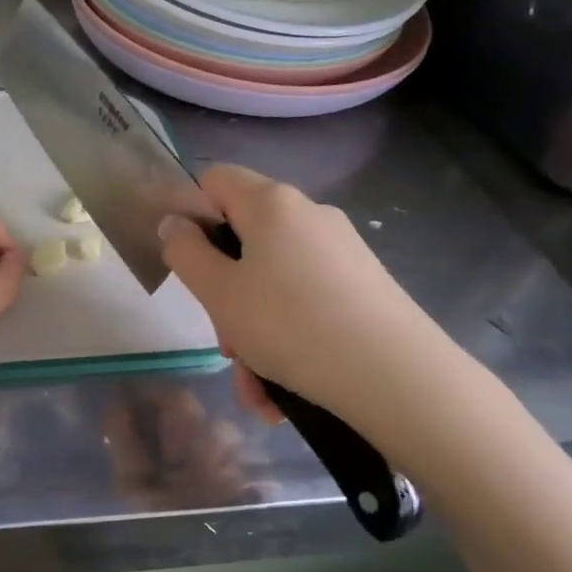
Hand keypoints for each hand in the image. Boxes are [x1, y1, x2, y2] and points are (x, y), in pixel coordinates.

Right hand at [158, 165, 464, 435]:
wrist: (397, 377)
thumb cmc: (291, 325)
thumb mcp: (218, 292)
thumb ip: (185, 252)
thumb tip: (174, 224)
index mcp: (272, 204)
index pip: (216, 180)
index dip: (192, 213)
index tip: (190, 264)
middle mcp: (310, 216)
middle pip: (245, 239)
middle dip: (225, 293)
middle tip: (226, 341)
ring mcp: (341, 252)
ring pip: (272, 284)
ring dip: (253, 332)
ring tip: (254, 384)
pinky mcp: (363, 287)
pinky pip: (305, 305)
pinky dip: (286, 341)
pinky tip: (280, 391)